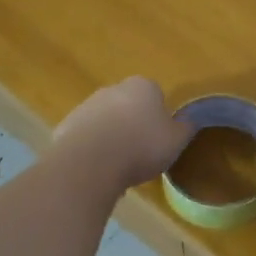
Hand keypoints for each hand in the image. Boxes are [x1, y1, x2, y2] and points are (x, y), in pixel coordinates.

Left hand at [51, 77, 193, 190]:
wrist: (91, 162)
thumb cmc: (142, 146)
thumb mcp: (176, 140)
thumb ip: (185, 128)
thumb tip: (189, 121)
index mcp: (143, 86)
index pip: (156, 94)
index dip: (160, 116)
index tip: (160, 137)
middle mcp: (113, 89)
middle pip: (128, 105)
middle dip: (133, 123)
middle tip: (141, 152)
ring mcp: (86, 106)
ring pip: (106, 121)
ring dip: (112, 137)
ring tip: (119, 165)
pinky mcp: (67, 126)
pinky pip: (86, 137)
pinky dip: (93, 149)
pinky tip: (99, 169)